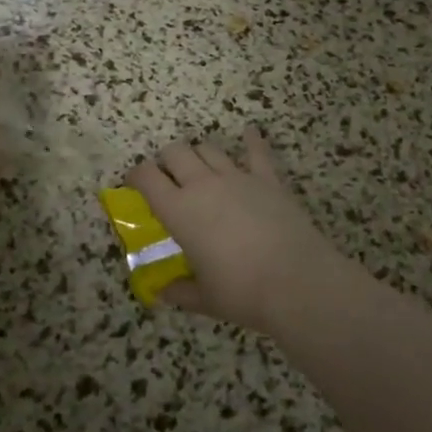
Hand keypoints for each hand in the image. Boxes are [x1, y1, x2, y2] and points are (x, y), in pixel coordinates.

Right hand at [128, 128, 344, 334]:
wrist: (297, 281)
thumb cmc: (242, 292)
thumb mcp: (204, 299)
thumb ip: (179, 292)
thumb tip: (162, 294)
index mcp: (179, 211)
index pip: (147, 177)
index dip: (136, 175)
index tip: (134, 183)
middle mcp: (204, 185)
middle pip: (176, 152)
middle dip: (166, 160)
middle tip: (168, 178)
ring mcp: (238, 177)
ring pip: (209, 148)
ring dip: (199, 154)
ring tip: (200, 167)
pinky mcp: (268, 179)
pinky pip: (256, 152)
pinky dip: (251, 140)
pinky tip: (249, 132)